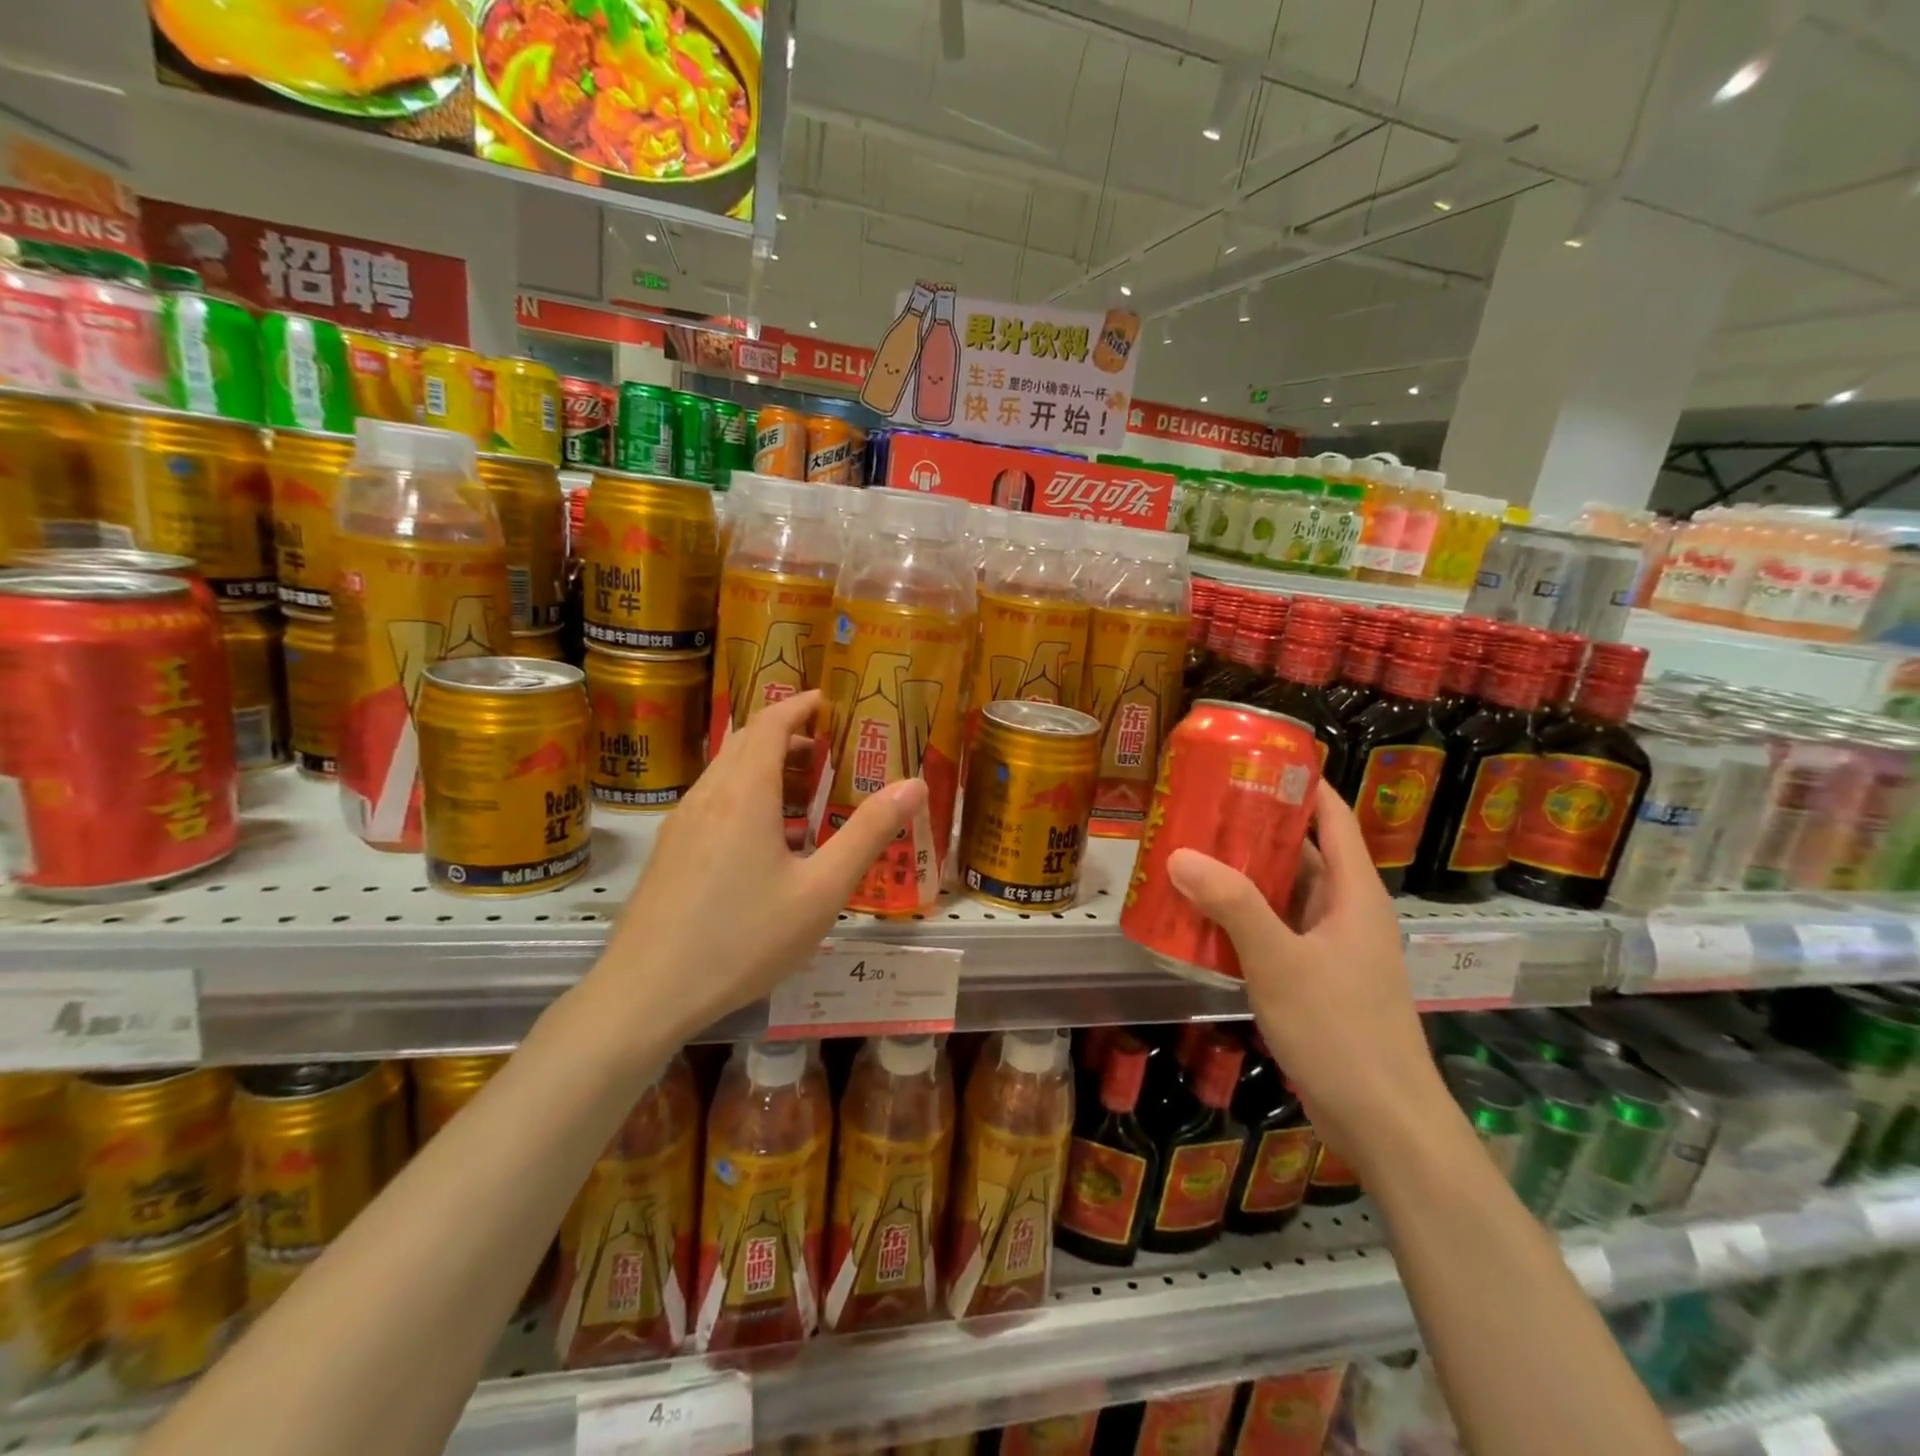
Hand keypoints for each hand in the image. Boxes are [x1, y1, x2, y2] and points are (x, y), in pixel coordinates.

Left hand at [585, 690, 928, 1041]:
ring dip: (767, 769)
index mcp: (745, 793)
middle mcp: (708, 796)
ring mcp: (681, 823)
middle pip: (747, 742)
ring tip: (807, 799)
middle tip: (830, 755)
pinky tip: (767, 844)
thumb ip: (869, 833)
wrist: (645, 993)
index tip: (831, 703)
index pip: (771, 722)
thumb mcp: (821, 890)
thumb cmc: (743, 939)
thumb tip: (914, 784)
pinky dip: (746, 797)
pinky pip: (713, 802)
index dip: (802, 705)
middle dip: (790, 737)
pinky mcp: (669, 851)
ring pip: (727, 773)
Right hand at [1164, 779, 1444, 1176]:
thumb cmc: (1342, 1031)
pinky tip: (1201, 918)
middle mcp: (1346, 911)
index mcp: (1353, 892)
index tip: (1250, 760)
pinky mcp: (1317, 978)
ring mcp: (1332, 947)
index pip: (1331, 816)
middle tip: (1199, 808)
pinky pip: (1275, 930)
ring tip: (1189, 854)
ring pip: (1284, 893)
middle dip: (1253, 828)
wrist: (1385, 1124)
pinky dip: (1242, 917)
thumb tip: (1179, 854)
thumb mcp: (1280, 962)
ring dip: (1242, 875)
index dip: (1299, 783)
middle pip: (1301, 851)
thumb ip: (1232, 905)